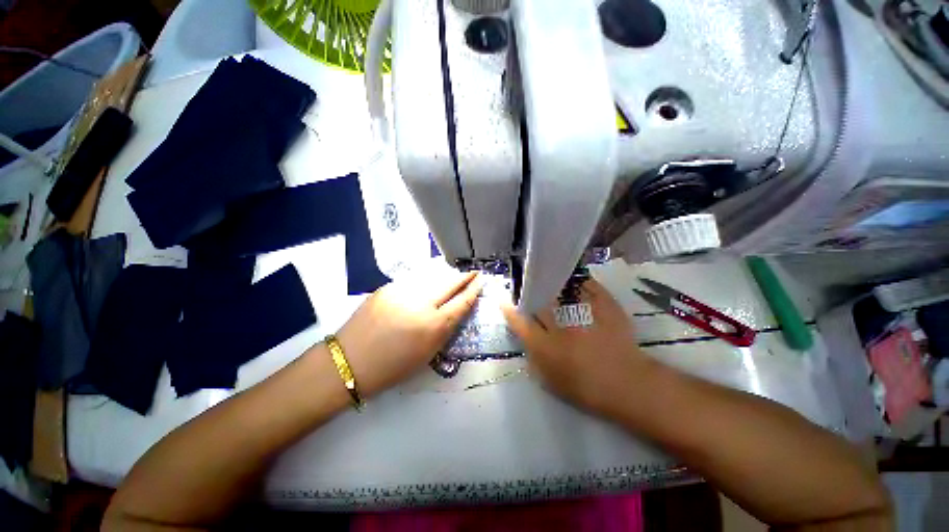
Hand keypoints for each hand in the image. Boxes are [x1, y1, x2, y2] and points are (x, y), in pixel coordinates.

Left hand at [336, 269, 482, 397]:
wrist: (349, 361)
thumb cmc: (392, 367)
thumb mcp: (427, 353)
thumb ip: (444, 329)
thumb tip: (455, 309)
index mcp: (433, 326)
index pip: (461, 302)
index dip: (474, 290)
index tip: (481, 280)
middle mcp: (420, 304)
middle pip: (449, 283)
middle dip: (464, 276)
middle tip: (473, 271)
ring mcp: (402, 292)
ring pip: (432, 278)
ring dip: (445, 277)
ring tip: (453, 275)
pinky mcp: (387, 287)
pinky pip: (413, 281)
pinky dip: (425, 281)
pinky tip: (427, 283)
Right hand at [502, 279, 654, 419]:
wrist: (628, 385)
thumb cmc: (586, 388)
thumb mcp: (551, 381)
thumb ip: (534, 359)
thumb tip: (526, 339)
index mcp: (546, 346)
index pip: (520, 322)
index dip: (509, 310)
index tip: (503, 300)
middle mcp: (561, 325)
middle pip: (539, 301)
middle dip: (529, 292)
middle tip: (526, 286)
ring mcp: (584, 313)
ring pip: (561, 289)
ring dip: (550, 282)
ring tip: (545, 275)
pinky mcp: (604, 306)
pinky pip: (587, 285)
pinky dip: (578, 280)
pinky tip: (573, 278)